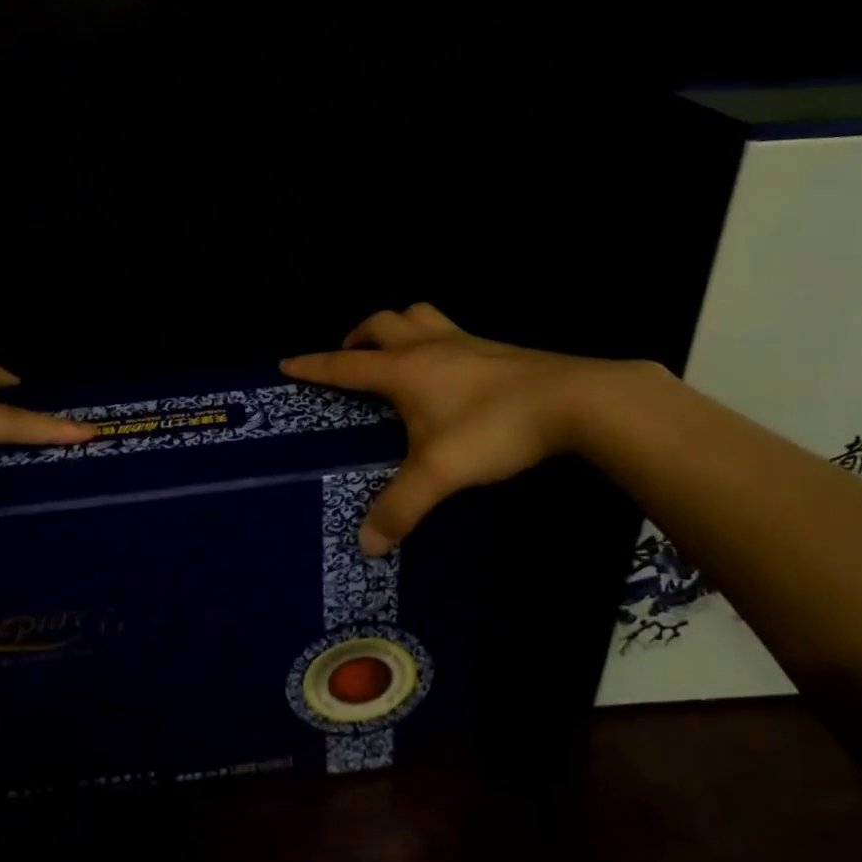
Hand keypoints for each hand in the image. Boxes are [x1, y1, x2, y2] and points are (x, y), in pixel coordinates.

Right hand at [282, 304, 634, 554]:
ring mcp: (465, 342)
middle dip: (356, 336)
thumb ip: (401, 507)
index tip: (287, 363)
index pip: (346, 364)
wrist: (573, 402)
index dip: (314, 365)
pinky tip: (445, 368)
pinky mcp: (495, 349)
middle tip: (348, 358)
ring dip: (396, 327)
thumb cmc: (494, 428)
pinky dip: (432, 338)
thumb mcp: (440, 472)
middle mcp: (428, 346)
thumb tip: (365, 545)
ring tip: (392, 352)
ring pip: (418, 315)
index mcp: (404, 369)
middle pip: (381, 322)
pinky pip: (450, 330)